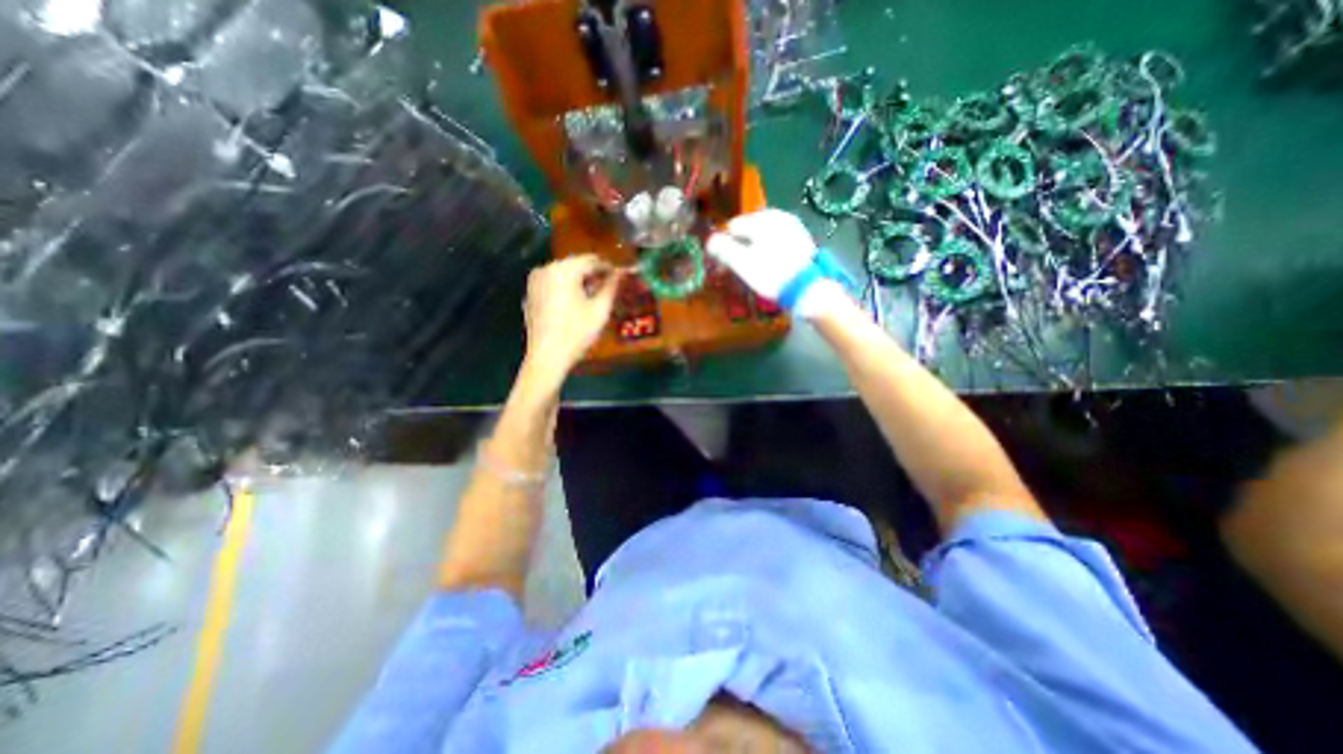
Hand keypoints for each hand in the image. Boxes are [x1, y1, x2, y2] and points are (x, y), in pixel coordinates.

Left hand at [522, 253, 622, 385]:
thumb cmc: (576, 333)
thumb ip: (612, 287)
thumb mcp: (600, 310)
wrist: (547, 357)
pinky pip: (554, 283)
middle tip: (609, 288)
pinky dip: (567, 288)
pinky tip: (576, 304)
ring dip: (581, 281)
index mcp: (564, 270)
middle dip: (594, 274)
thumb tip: (622, 273)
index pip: (592, 260)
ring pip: (565, 273)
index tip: (621, 276)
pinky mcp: (531, 292)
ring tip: (594, 297)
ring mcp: (535, 280)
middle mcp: (546, 268)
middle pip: (576, 264)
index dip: (609, 267)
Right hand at [704, 210, 819, 299]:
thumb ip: (723, 249)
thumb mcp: (742, 263)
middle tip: (735, 268)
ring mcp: (792, 227)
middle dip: (738, 247)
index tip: (721, 264)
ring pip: (762, 237)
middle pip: (748, 230)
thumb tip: (709, 241)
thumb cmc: (772, 275)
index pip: (733, 227)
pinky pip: (776, 242)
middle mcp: (778, 216)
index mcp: (762, 218)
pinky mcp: (801, 241)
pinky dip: (767, 252)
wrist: (808, 288)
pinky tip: (767, 267)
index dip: (723, 245)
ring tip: (750, 270)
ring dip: (752, 250)